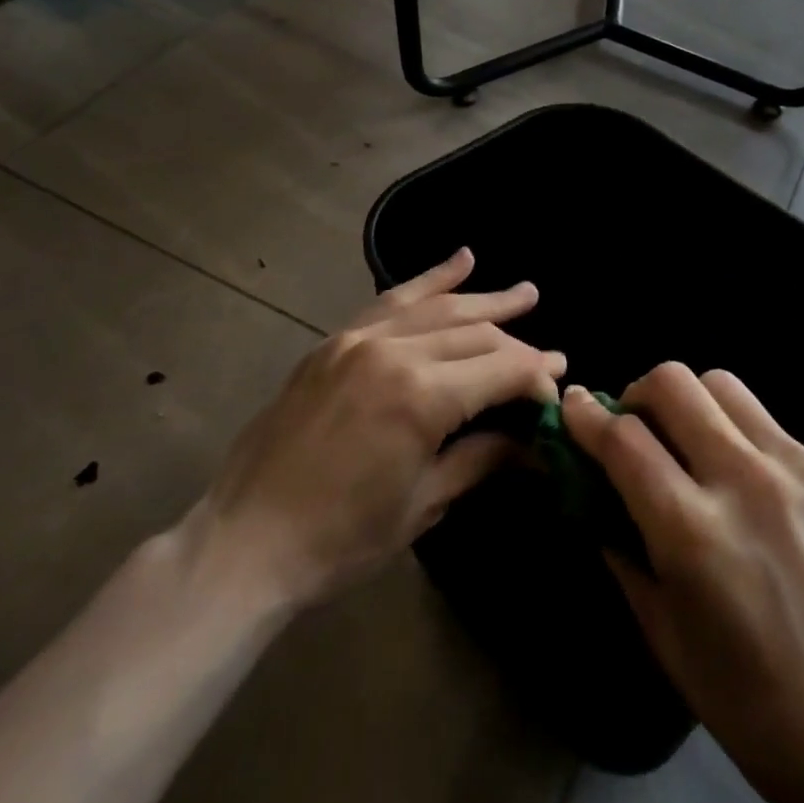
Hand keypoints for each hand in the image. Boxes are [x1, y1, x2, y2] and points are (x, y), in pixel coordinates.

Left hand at [182, 249, 563, 615]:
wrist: (245, 542)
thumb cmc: (341, 539)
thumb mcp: (423, 504)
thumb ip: (482, 459)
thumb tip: (534, 446)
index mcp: (422, 397)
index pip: (502, 369)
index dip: (537, 376)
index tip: (558, 388)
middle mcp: (396, 352)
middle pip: (475, 334)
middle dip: (517, 345)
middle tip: (549, 357)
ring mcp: (361, 339)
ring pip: (439, 307)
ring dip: (485, 298)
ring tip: (525, 292)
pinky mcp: (336, 340)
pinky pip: (392, 299)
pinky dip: (430, 278)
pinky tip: (461, 259)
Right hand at [563, 367, 803, 802]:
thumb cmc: (759, 709)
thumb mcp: (669, 641)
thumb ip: (625, 555)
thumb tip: (598, 499)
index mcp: (693, 532)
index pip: (623, 439)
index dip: (587, 416)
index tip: (572, 404)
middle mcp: (743, 480)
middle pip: (673, 383)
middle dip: (638, 393)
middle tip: (636, 427)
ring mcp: (796, 467)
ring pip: (722, 384)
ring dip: (690, 401)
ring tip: (689, 440)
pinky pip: (767, 424)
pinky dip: (740, 436)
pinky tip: (749, 484)